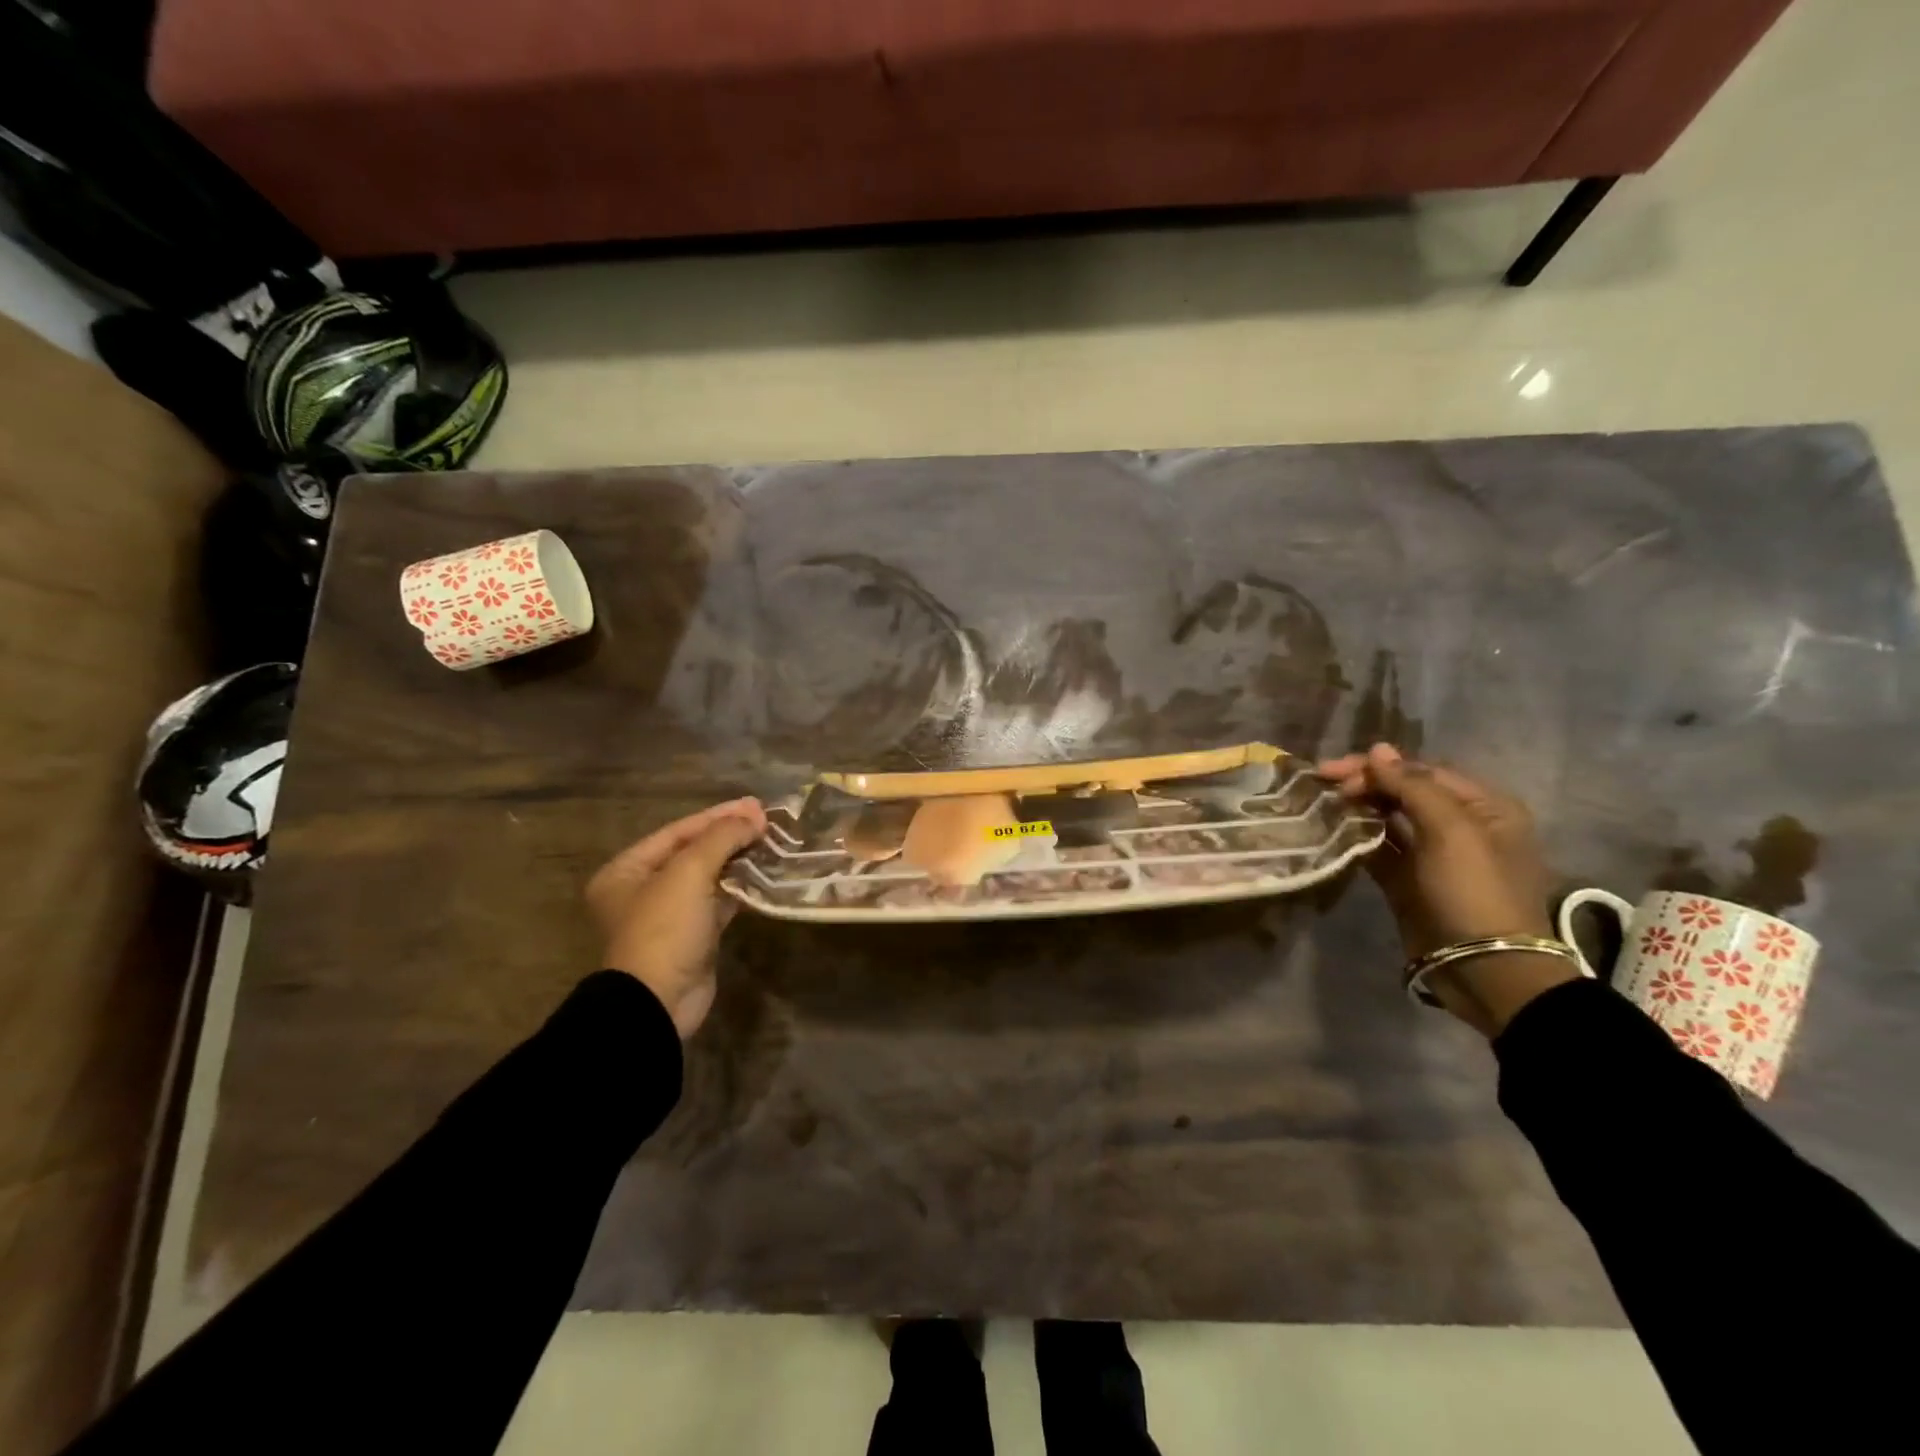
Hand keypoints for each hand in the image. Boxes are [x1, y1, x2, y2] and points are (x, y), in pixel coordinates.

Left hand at [585, 797, 766, 1039]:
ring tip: (772, 842)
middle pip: (693, 852)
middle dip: (730, 836)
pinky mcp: (694, 936)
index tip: (755, 805)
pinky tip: (766, 874)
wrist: (660, 1002)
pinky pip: (719, 902)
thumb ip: (721, 838)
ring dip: (739, 860)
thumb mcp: (689, 873)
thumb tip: (755, 816)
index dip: (717, 816)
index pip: (677, 831)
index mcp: (626, 870)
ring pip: (709, 877)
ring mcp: (670, 915)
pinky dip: (741, 888)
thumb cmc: (664, 928)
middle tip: (767, 821)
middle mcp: (643, 889)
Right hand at [1317, 744, 1574, 1035]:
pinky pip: (1380, 850)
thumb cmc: (1474, 890)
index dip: (1378, 767)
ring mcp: (1434, 855)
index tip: (1334, 772)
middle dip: (1365, 784)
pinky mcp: (1409, 882)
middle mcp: (1461, 825)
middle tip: (1324, 785)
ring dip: (1358, 808)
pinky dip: (1357, 838)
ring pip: (1389, 819)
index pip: (1423, 771)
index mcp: (1484, 806)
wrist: (1484, 968)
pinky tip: (1333, 831)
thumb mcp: (1451, 830)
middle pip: (1405, 791)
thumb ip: (1412, 786)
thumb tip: (1378, 750)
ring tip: (1322, 803)